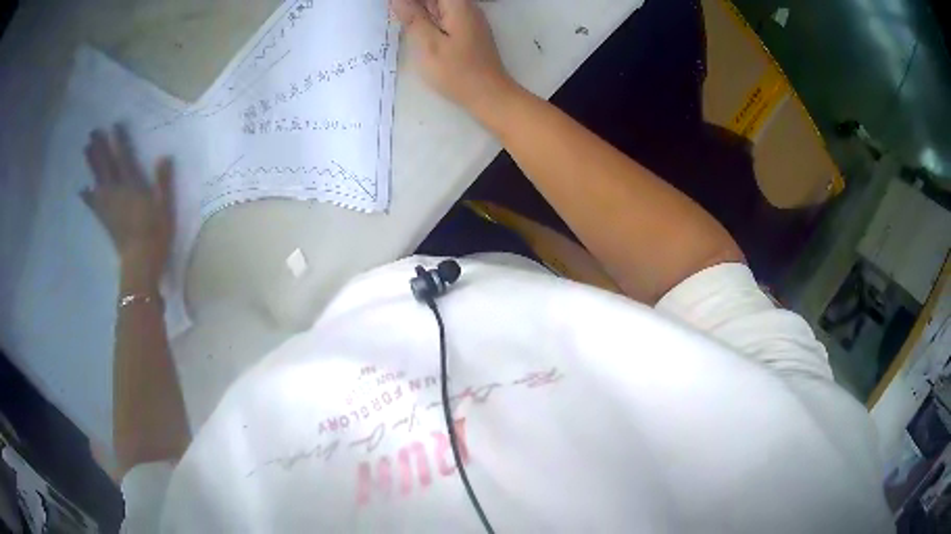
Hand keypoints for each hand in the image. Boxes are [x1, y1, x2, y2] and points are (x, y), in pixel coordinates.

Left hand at [81, 125, 173, 285]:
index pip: (124, 159)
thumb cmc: (156, 235)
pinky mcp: (105, 219)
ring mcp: (108, 207)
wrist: (140, 264)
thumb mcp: (165, 208)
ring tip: (86, 149)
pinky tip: (82, 189)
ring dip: (91, 164)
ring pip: (97, 179)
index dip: (119, 141)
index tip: (114, 125)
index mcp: (132, 187)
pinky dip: (86, 196)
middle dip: (100, 148)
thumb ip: (163, 182)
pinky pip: (93, 204)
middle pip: (106, 166)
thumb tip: (164, 157)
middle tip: (93, 131)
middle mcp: (117, 193)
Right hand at [392, 0, 517, 116]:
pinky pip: (444, 15)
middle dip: (414, 3)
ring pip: (438, 5)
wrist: (489, 95)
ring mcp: (468, 19)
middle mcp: (466, 7)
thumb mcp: (428, 44)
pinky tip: (415, 26)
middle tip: (394, 13)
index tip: (394, 6)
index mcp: (458, 5)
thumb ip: (412, 17)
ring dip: (419, 9)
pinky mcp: (467, 31)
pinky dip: (428, 17)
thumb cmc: (457, 72)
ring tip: (402, 20)